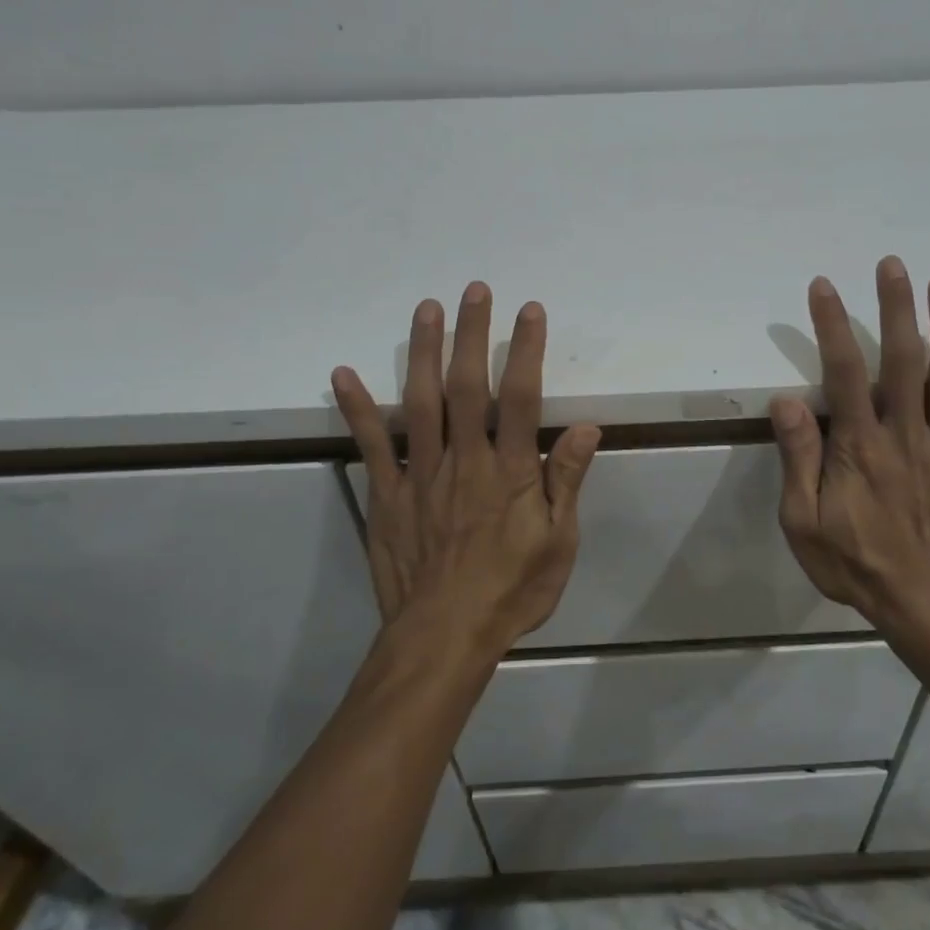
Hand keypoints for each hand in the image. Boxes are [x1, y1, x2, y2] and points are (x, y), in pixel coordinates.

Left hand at [331, 282, 600, 658]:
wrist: (443, 639)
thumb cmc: (510, 592)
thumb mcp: (557, 544)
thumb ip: (566, 482)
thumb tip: (586, 428)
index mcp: (509, 472)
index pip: (519, 398)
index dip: (525, 350)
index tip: (529, 311)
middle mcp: (464, 461)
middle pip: (466, 386)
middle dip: (471, 334)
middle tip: (473, 289)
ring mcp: (420, 475)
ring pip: (420, 402)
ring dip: (422, 352)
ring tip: (426, 309)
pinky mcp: (387, 495)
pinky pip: (371, 446)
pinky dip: (358, 409)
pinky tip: (343, 373)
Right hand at [769, 257, 929, 671]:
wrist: (928, 608)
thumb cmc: (856, 565)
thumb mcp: (805, 523)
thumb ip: (800, 460)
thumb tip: (787, 401)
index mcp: (863, 448)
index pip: (845, 373)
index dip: (833, 326)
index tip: (824, 286)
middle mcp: (908, 436)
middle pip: (903, 361)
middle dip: (897, 309)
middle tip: (893, 264)